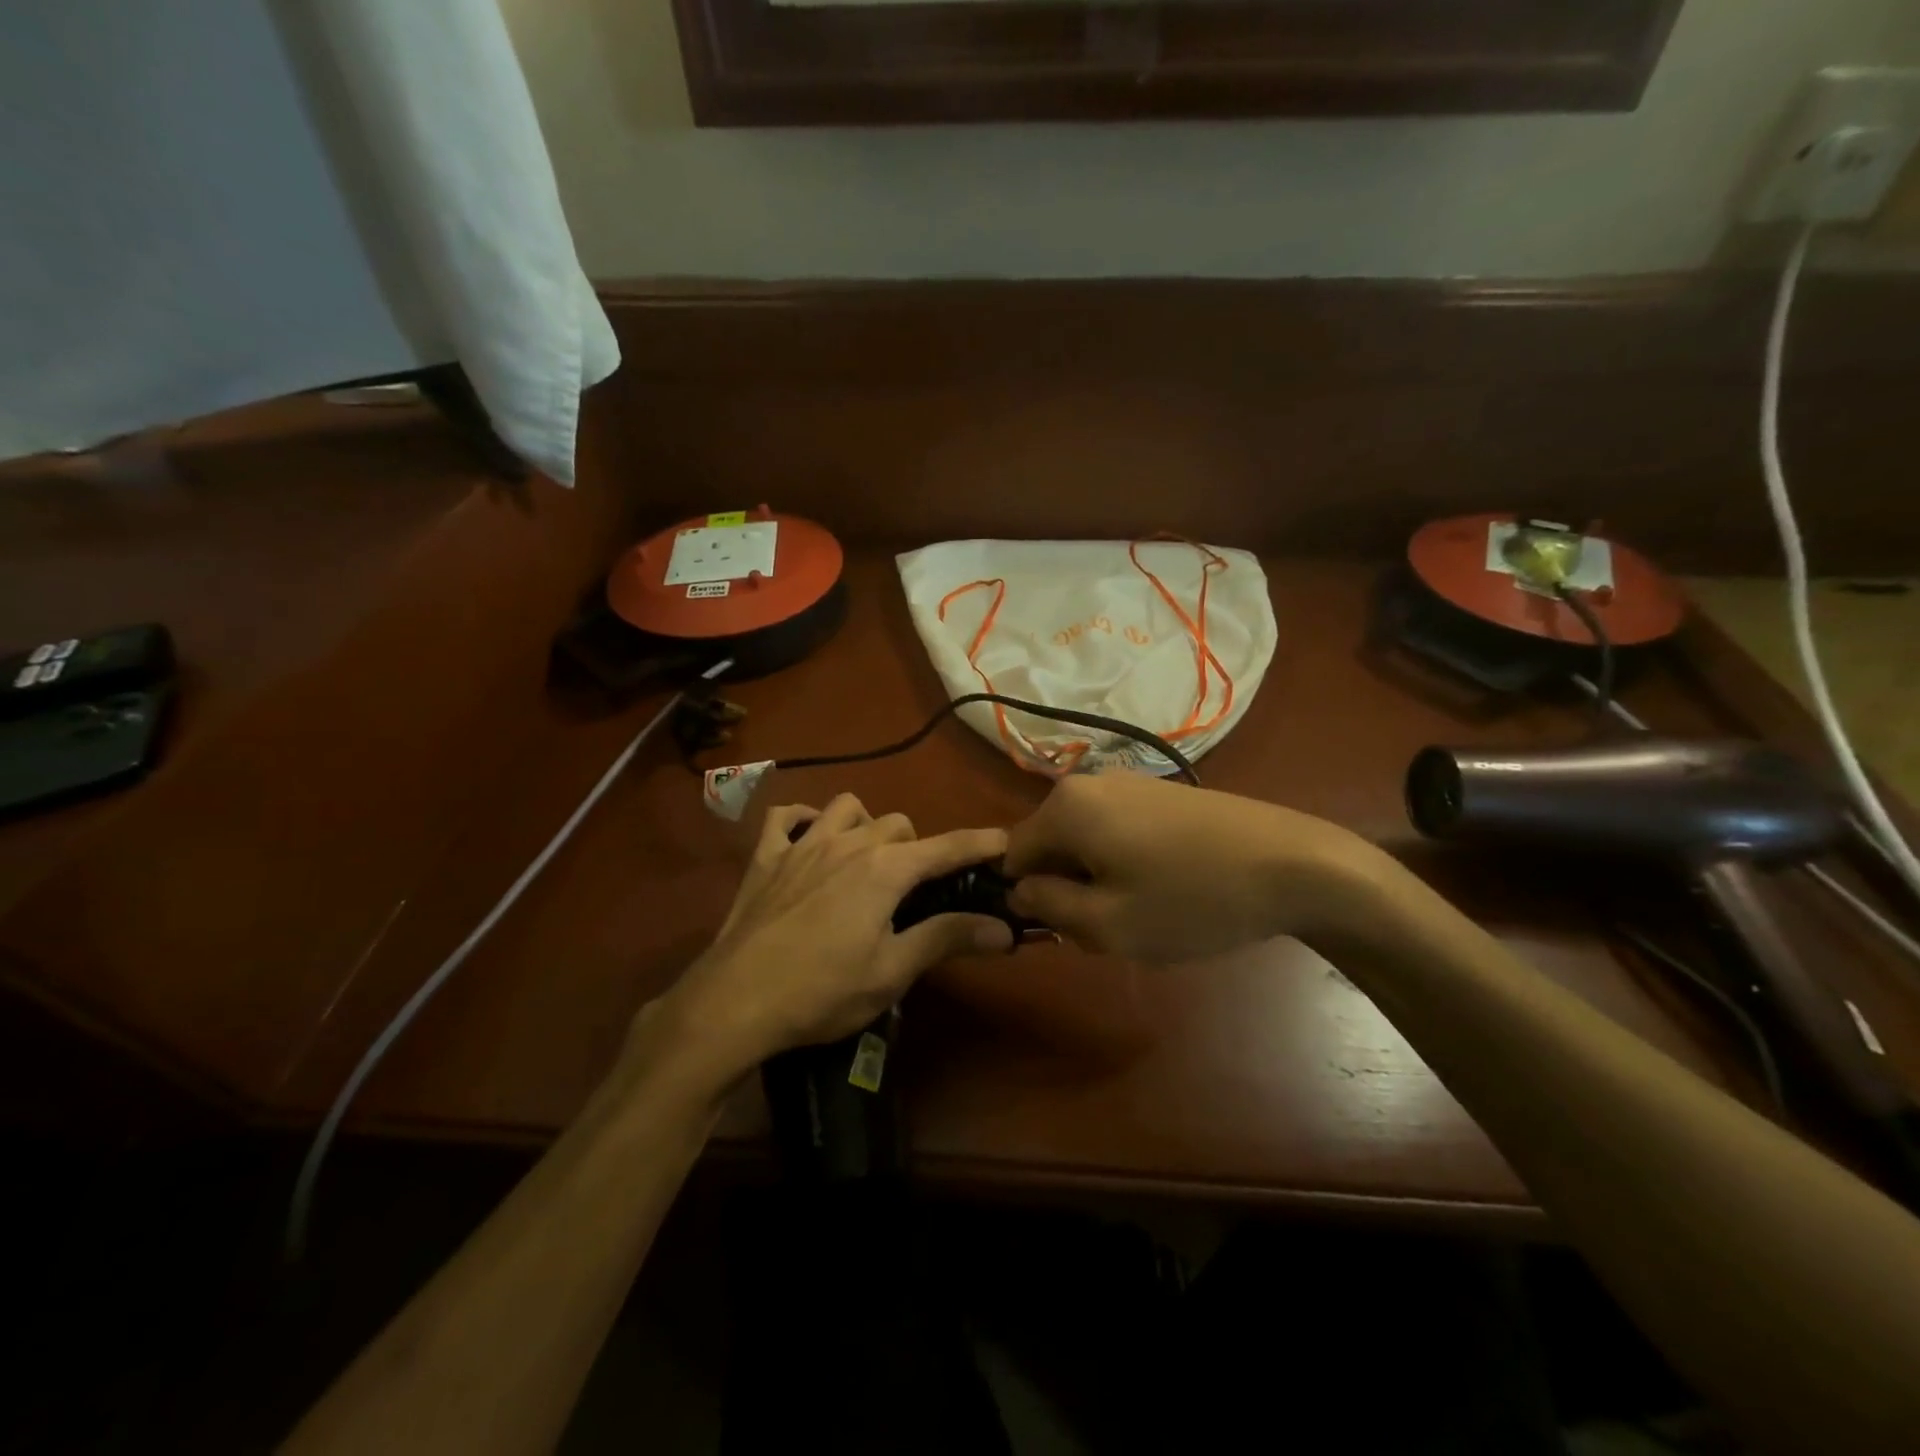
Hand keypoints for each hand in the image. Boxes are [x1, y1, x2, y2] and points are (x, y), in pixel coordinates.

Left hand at [645, 795, 1013, 1083]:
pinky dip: (803, 821)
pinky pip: (785, 817)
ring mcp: (802, 844)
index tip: (1006, 842)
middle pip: (899, 824)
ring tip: (866, 859)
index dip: (980, 844)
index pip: (947, 847)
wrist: (734, 1002)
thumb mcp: (892, 972)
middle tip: (917, 889)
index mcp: (885, 869)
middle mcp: (848, 843)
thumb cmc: (821, 991)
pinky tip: (808, 841)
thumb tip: (1004, 929)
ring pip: (846, 808)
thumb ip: (947, 939)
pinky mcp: (765, 857)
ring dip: (866, 825)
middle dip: (917, 848)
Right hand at [1003, 774, 1381, 962]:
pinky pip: (1118, 831)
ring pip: (1086, 842)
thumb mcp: (1107, 924)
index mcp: (1066, 806)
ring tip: (1145, 913)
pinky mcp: (1162, 792)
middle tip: (1110, 929)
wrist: (1294, 864)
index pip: (1012, 856)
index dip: (1029, 900)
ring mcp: (1129, 783)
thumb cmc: (1192, 899)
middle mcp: (1089, 782)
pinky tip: (1169, 889)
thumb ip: (1047, 907)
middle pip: (1051, 847)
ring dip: (1099, 881)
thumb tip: (1020, 889)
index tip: (1065, 931)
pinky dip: (1127, 864)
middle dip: (1068, 890)